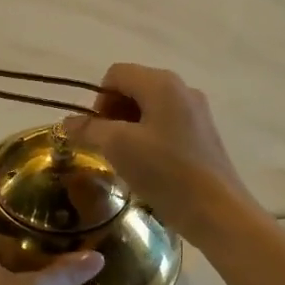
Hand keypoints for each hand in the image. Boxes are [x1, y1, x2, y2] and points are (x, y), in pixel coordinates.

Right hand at [62, 63, 257, 246]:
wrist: (217, 211)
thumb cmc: (165, 172)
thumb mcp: (118, 147)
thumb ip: (90, 129)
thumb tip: (67, 122)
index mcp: (162, 83)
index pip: (116, 74)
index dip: (98, 99)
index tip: (96, 132)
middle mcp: (181, 89)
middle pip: (133, 87)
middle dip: (112, 113)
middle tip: (106, 146)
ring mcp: (196, 111)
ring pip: (149, 107)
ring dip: (129, 127)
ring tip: (125, 158)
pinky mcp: (203, 134)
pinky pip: (166, 123)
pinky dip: (148, 137)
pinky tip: (148, 165)